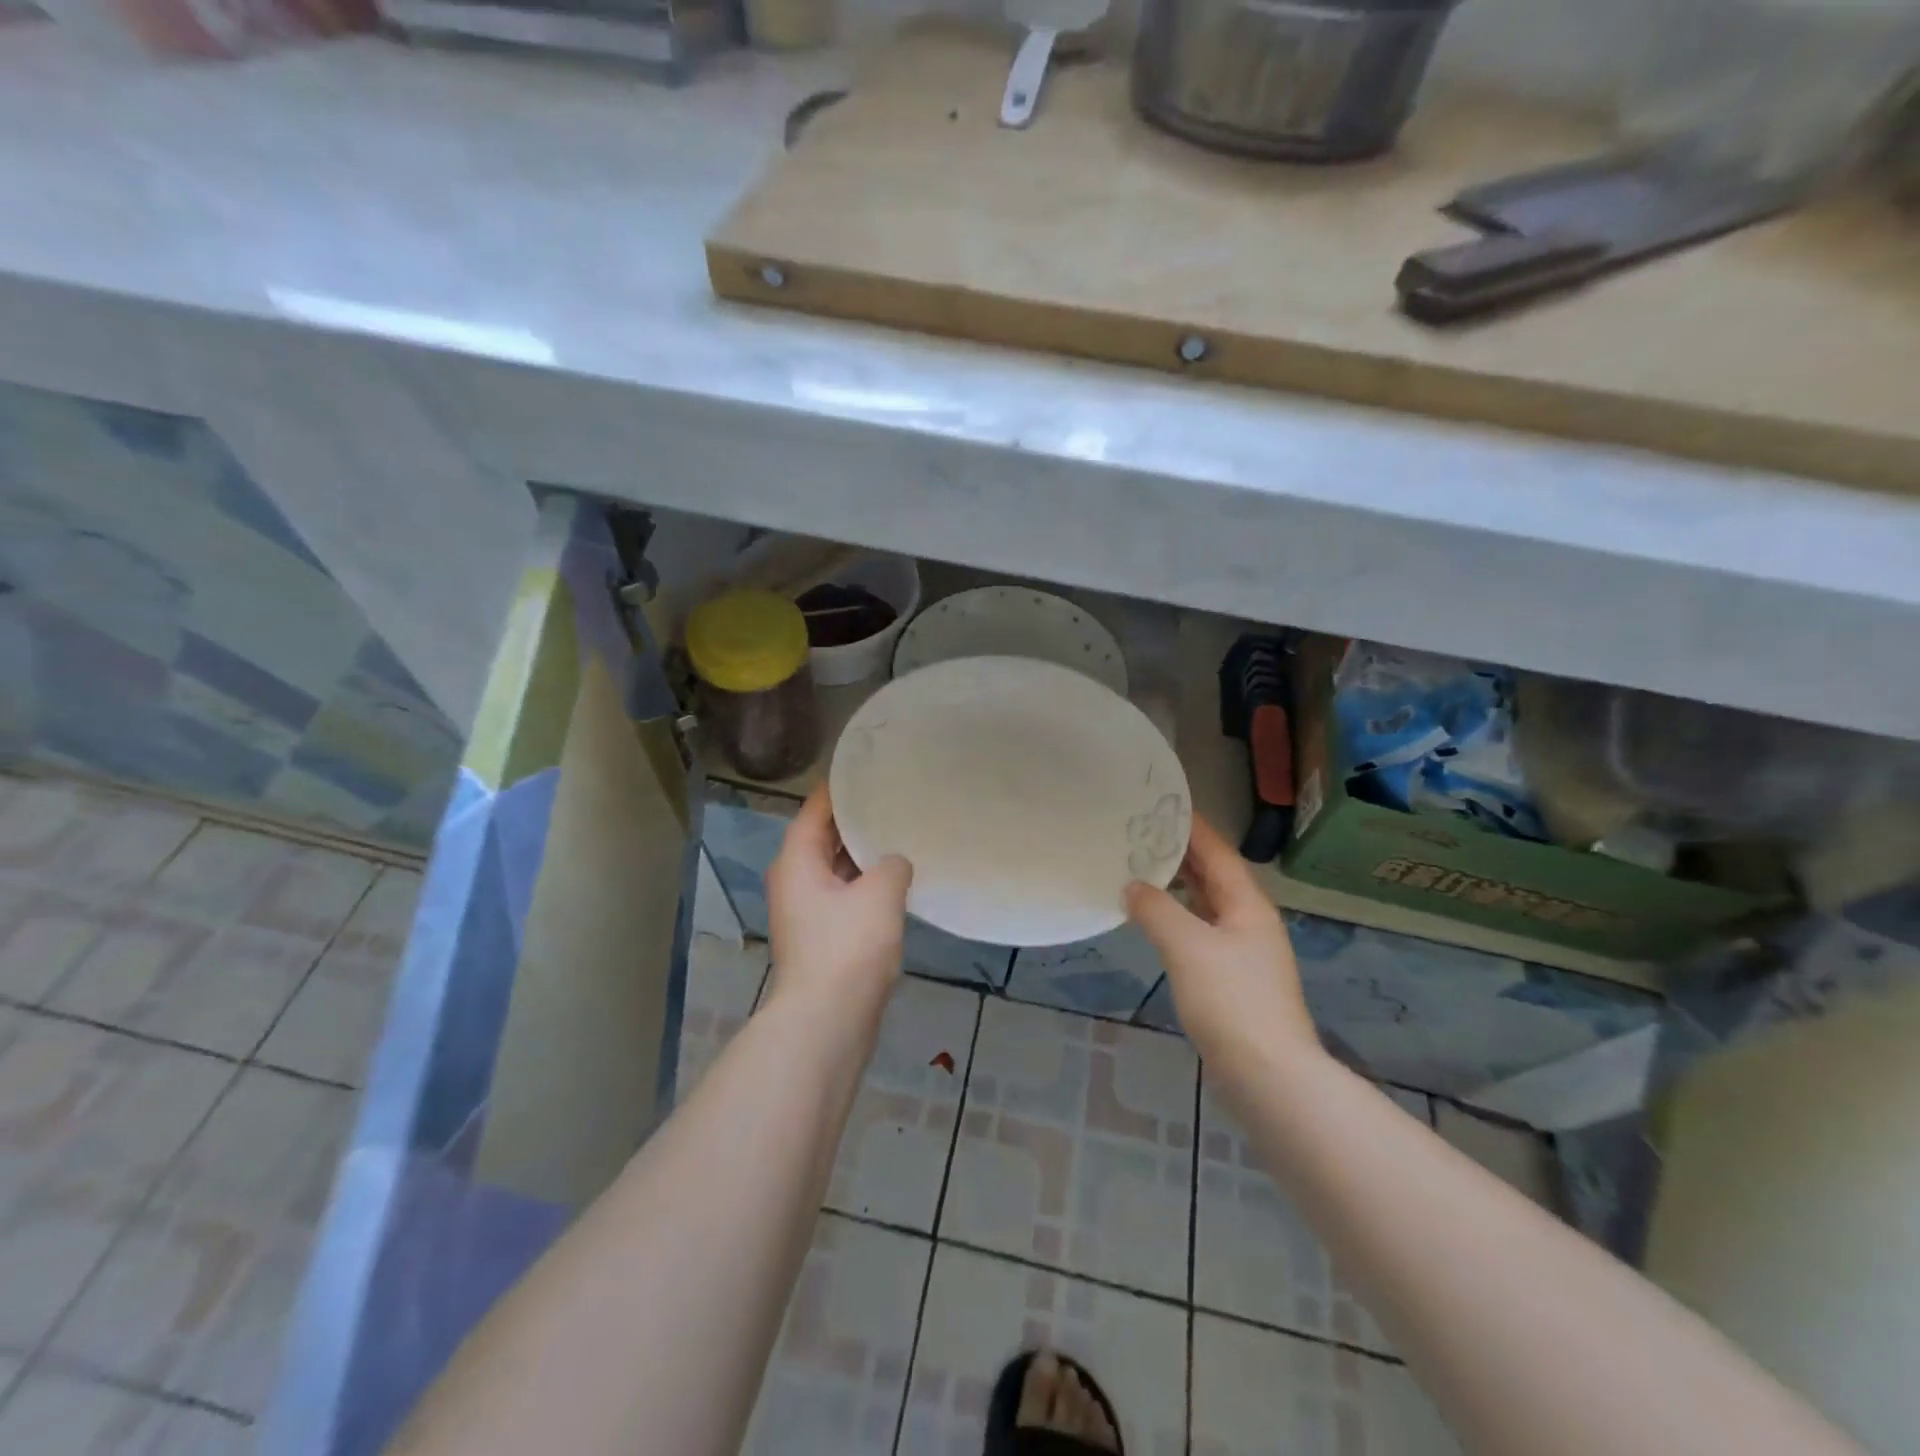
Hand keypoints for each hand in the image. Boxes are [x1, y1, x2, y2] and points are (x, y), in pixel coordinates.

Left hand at [765, 785, 912, 1017]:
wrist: (826, 1022)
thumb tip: (894, 863)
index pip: (817, 807)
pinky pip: (845, 894)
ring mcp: (807, 910)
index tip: (872, 767)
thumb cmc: (847, 948)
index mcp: (797, 859)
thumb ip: (892, 864)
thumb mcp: (880, 893)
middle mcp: (795, 879)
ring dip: (864, 854)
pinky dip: (866, 883)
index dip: (843, 786)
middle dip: (857, 819)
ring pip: (836, 867)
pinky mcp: (822, 935)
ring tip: (902, 831)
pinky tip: (898, 879)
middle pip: (824, 836)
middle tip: (896, 796)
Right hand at [1124, 814, 1319, 1068]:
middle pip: (1213, 875)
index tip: (1161, 803)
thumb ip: (1156, 910)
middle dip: (1181, 851)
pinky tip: (1155, 919)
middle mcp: (1249, 921)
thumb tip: (1132, 886)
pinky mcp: (1231, 978)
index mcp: (1247, 904)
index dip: (1192, 826)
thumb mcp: (1187, 947)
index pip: (1217, 852)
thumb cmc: (1231, 1001)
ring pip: (1206, 903)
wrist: (1268, 1076)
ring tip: (1140, 866)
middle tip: (1140, 831)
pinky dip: (1177, 916)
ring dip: (1178, 884)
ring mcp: (1243, 951)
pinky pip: (1200, 930)